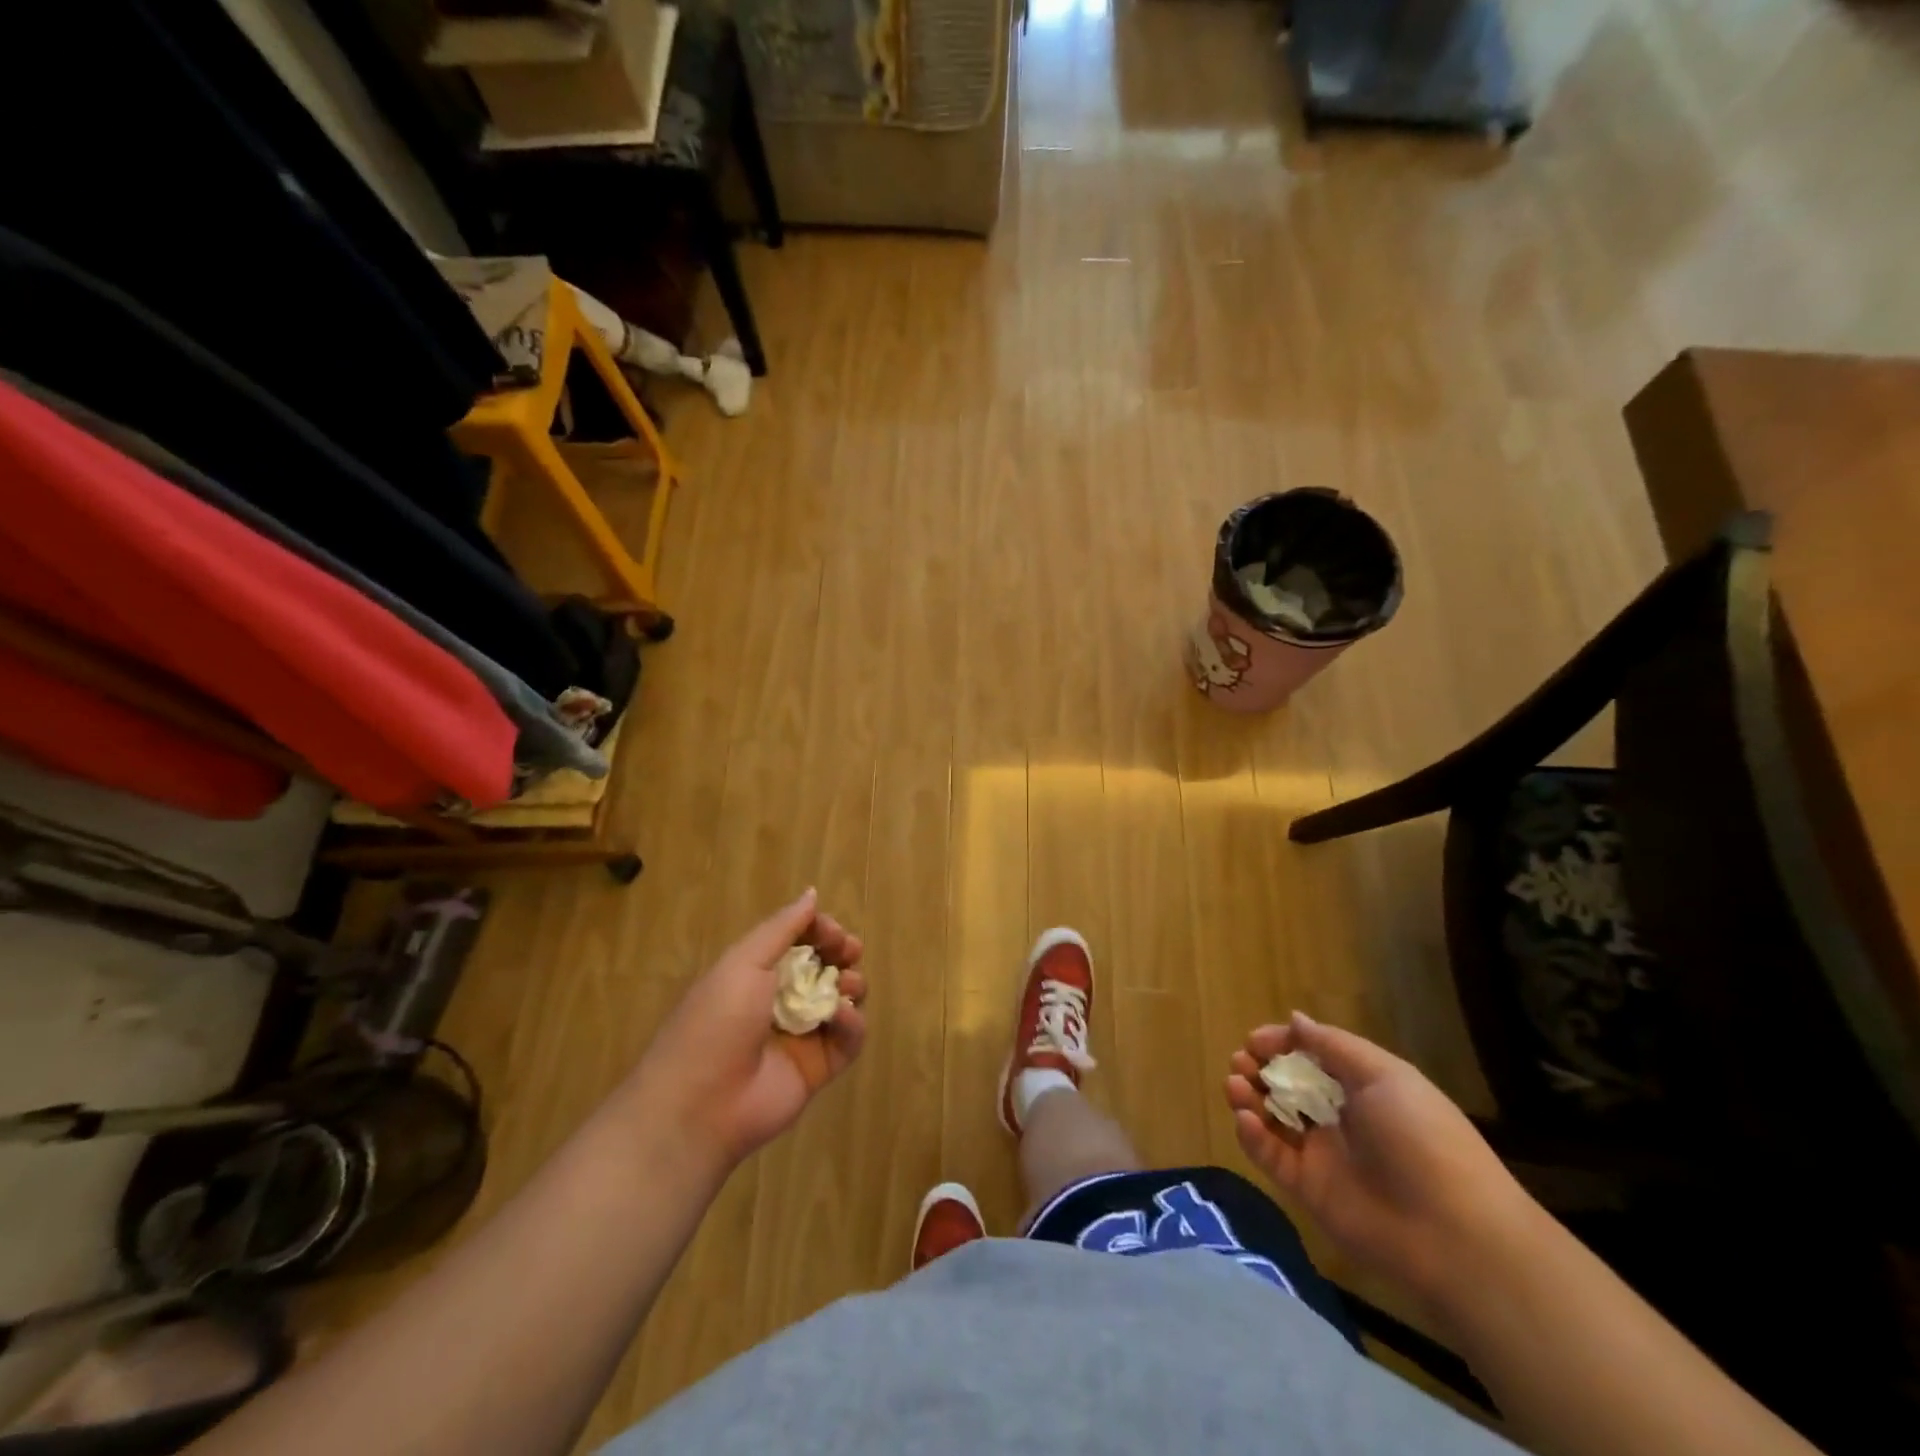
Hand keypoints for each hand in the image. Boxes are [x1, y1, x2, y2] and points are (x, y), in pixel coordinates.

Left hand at [632, 889, 867, 1172]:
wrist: (700, 1104)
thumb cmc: (717, 1021)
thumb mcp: (743, 962)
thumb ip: (782, 928)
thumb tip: (812, 893)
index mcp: (757, 973)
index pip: (800, 941)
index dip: (821, 931)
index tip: (831, 931)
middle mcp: (781, 1000)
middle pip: (826, 967)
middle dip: (843, 953)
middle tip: (849, 951)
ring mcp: (802, 1035)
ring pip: (842, 1000)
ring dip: (851, 985)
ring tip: (845, 986)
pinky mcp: (819, 1068)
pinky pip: (848, 1039)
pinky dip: (852, 1023)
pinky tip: (840, 1016)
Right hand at [1224, 1013, 1536, 1308]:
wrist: (1453, 1233)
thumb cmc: (1421, 1138)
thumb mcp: (1384, 1076)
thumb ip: (1333, 1046)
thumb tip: (1295, 1019)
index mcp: (1362, 1088)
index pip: (1311, 1057)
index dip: (1281, 1044)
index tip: (1254, 1041)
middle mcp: (1339, 1117)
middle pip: (1286, 1085)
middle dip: (1258, 1068)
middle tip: (1241, 1063)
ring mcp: (1322, 1154)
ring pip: (1272, 1118)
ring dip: (1248, 1097)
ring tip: (1235, 1085)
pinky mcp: (1307, 1189)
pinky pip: (1270, 1156)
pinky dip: (1251, 1135)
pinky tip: (1245, 1118)